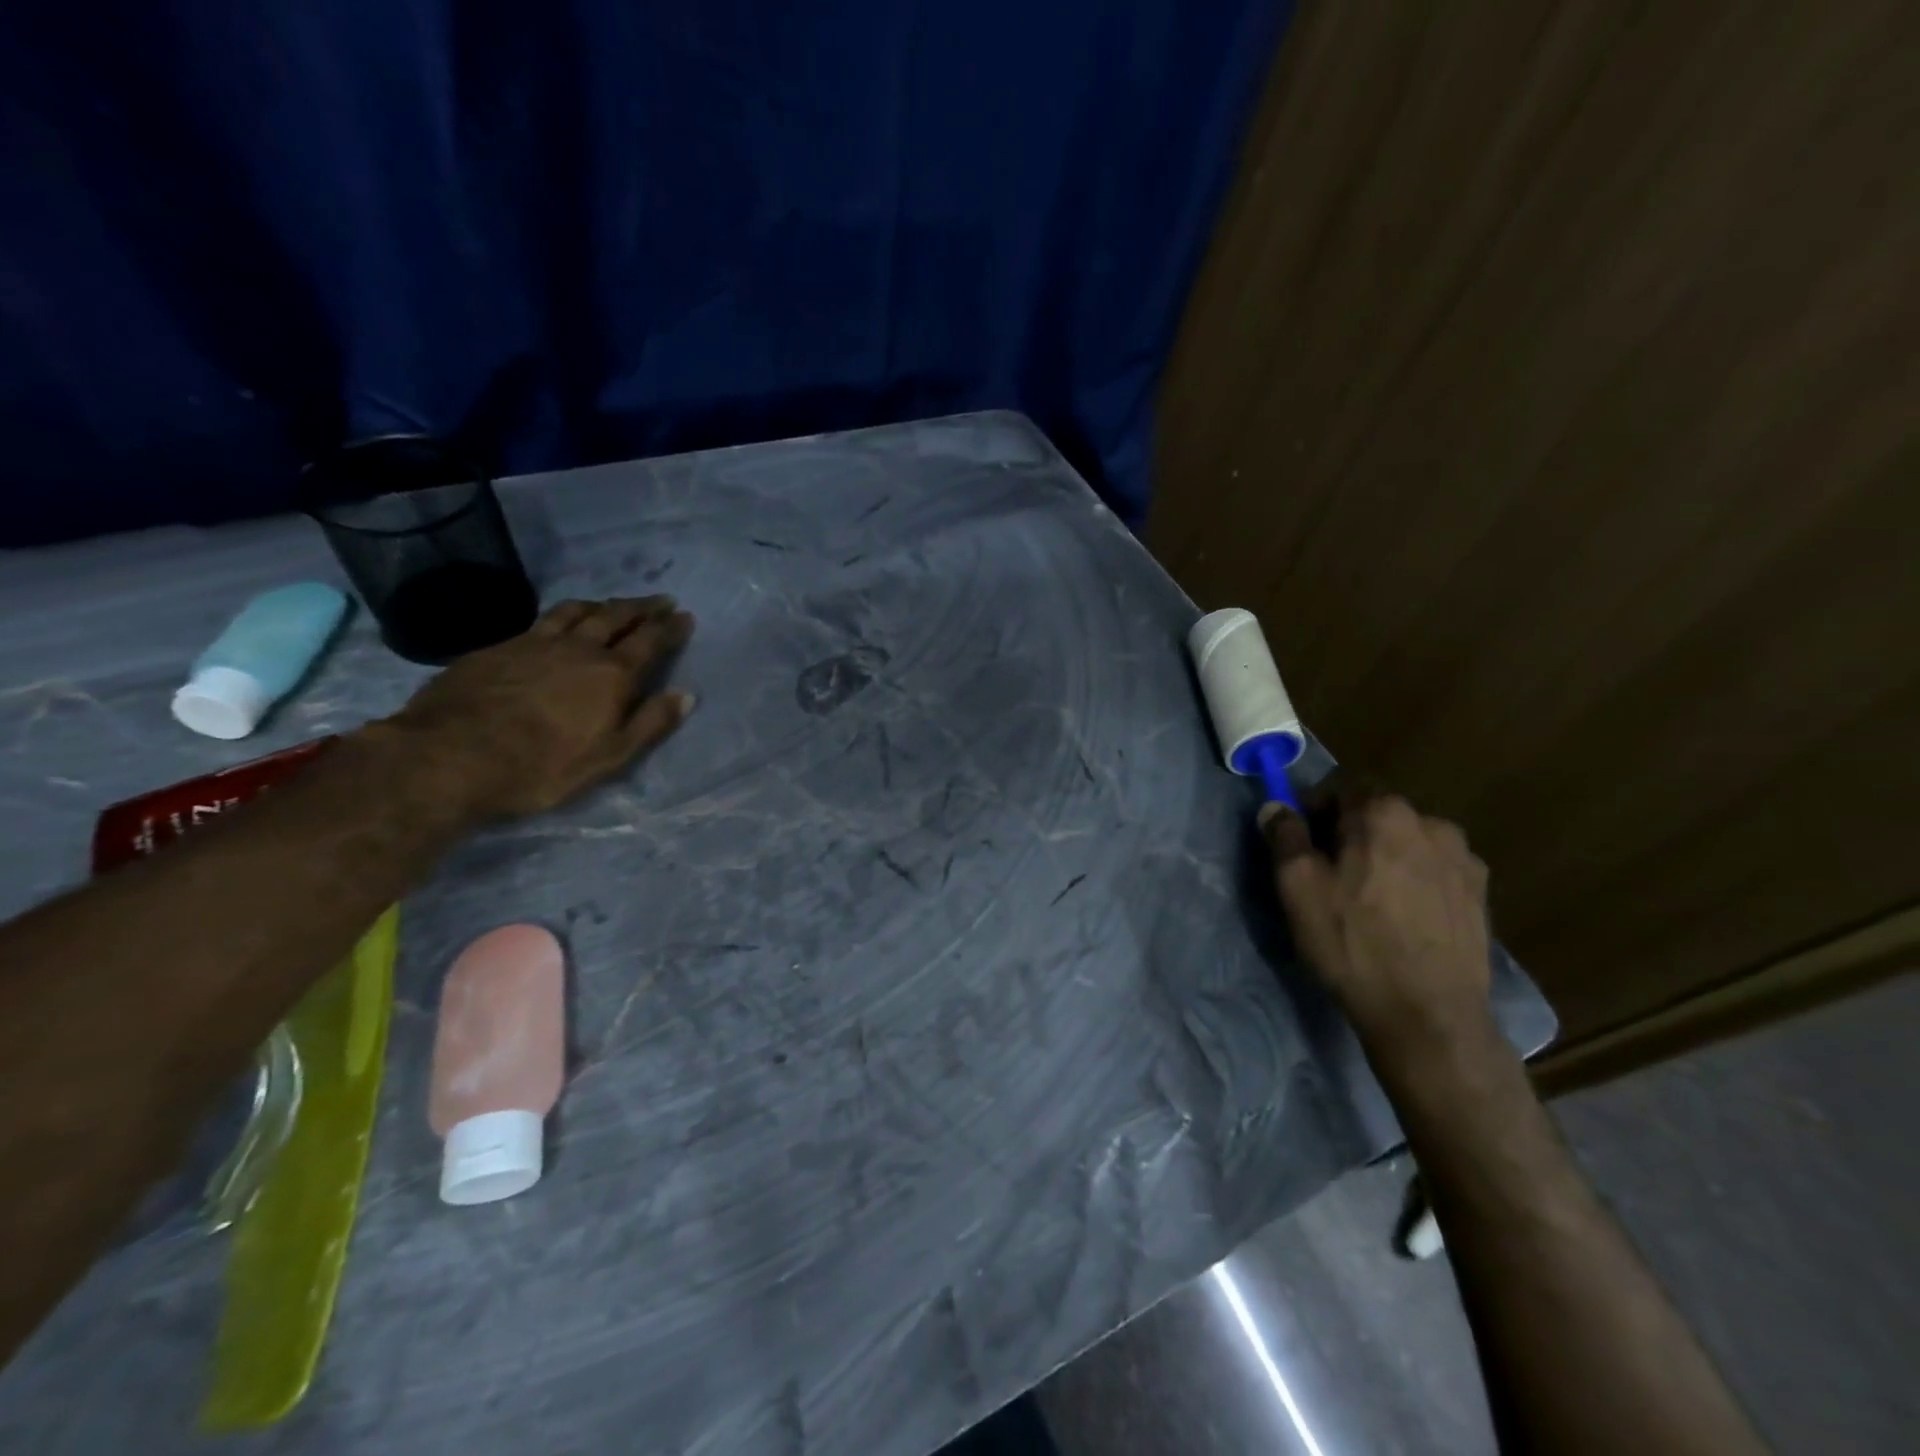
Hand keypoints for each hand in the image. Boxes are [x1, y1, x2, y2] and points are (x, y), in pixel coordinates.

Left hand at [376, 596, 694, 819]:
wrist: (451, 756)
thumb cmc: (542, 766)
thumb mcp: (610, 756)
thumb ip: (650, 723)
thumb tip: (686, 694)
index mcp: (611, 674)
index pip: (650, 642)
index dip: (670, 628)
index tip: (685, 616)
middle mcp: (578, 648)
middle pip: (616, 617)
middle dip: (642, 607)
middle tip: (660, 600)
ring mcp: (535, 643)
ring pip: (577, 611)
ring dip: (603, 604)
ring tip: (614, 604)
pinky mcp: (499, 647)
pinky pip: (543, 619)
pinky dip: (564, 614)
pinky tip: (560, 621)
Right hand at [1261, 787, 1492, 1050]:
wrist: (1427, 1014)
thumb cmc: (1352, 942)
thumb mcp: (1298, 887)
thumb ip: (1285, 836)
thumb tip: (1276, 806)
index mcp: (1384, 813)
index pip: (1341, 787)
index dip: (1315, 809)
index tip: (1302, 843)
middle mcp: (1432, 823)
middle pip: (1377, 813)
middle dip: (1350, 833)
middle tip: (1330, 874)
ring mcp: (1464, 860)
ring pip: (1408, 842)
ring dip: (1385, 856)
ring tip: (1370, 899)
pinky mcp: (1481, 895)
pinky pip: (1435, 870)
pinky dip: (1414, 880)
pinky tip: (1403, 918)